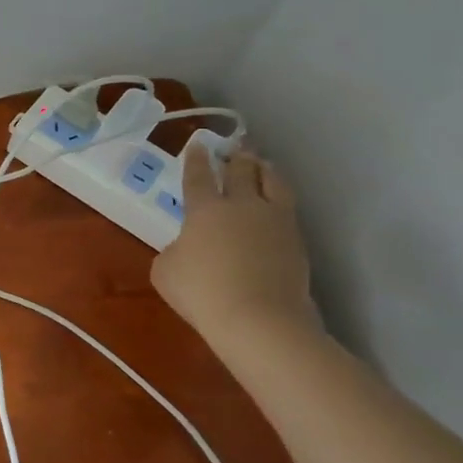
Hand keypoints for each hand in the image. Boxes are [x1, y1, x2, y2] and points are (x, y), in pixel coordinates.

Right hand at [149, 146, 317, 350]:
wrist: (259, 319)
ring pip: (274, 184)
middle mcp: (243, 206)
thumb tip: (188, 247)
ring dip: (266, 171)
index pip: (199, 176)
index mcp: (205, 209)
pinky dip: (279, 200)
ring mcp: (275, 222)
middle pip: (242, 172)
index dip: (196, 159)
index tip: (198, 144)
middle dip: (238, 157)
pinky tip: (276, 205)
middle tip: (237, 148)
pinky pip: (288, 210)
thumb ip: (174, 250)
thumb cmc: (202, 292)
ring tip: (263, 165)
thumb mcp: (165, 271)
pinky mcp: (297, 243)